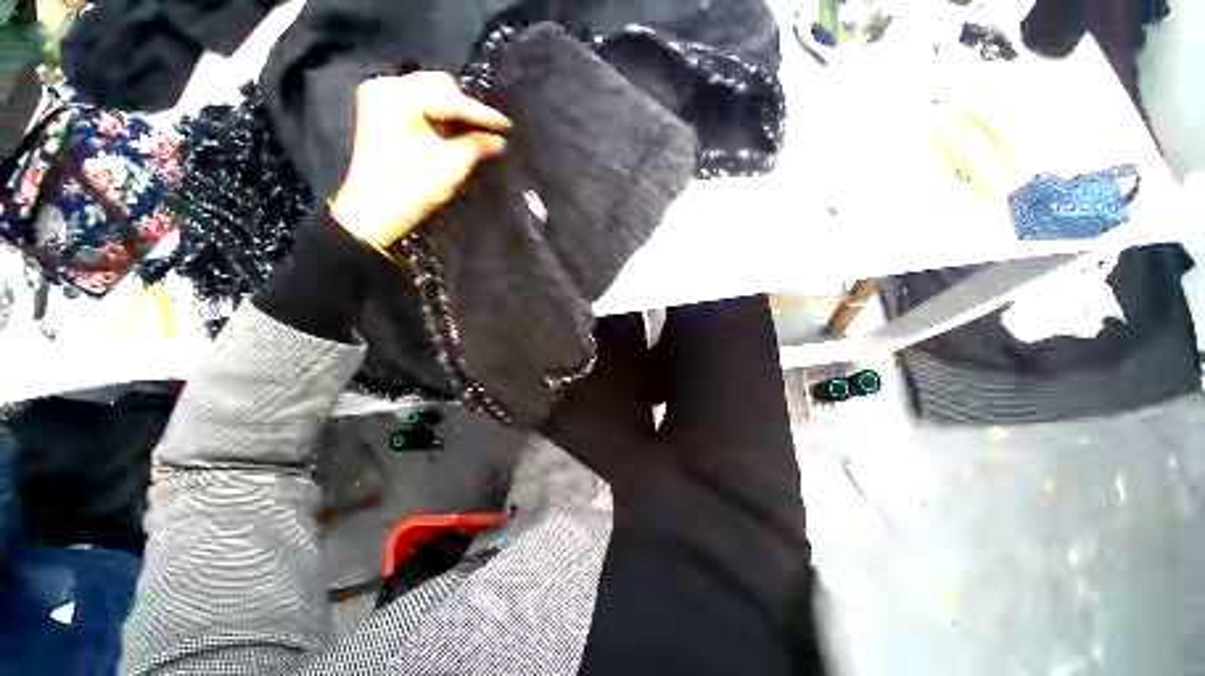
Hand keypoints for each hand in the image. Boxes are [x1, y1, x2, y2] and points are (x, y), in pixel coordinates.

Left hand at [330, 72, 511, 250]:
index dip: (482, 114)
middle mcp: (386, 89)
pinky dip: (438, 117)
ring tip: (471, 135)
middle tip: (487, 132)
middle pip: (439, 86)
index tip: (506, 125)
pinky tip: (451, 134)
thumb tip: (498, 140)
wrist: (374, 211)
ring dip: (453, 113)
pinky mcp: (381, 112)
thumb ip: (476, 146)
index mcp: (398, 98)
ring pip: (430, 93)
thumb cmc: (410, 190)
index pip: (450, 99)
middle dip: (466, 109)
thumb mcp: (451, 167)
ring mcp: (381, 98)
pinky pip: (419, 104)